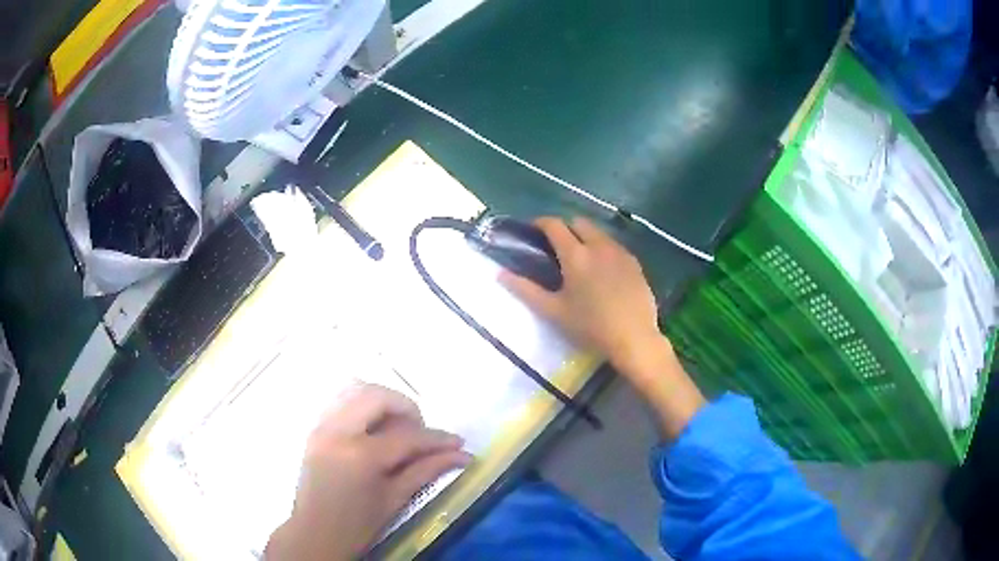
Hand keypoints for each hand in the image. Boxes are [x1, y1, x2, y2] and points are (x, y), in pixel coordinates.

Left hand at [266, 384, 470, 560]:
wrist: (315, 533)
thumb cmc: (358, 525)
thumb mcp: (395, 500)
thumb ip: (427, 470)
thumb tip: (462, 455)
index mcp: (360, 456)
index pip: (407, 435)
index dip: (436, 438)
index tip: (458, 442)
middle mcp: (338, 432)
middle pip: (377, 396)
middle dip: (406, 407)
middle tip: (419, 430)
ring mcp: (322, 426)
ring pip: (354, 390)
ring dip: (382, 402)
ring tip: (396, 427)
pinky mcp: (315, 429)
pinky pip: (340, 401)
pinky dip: (362, 405)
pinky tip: (374, 429)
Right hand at [499, 216, 659, 371]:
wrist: (633, 338)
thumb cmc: (590, 326)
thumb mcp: (553, 311)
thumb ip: (525, 290)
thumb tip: (500, 274)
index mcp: (575, 254)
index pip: (554, 225)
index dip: (540, 223)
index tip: (533, 230)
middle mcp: (598, 245)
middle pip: (579, 222)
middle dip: (565, 228)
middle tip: (557, 247)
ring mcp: (620, 252)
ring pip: (599, 232)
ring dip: (586, 237)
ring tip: (581, 259)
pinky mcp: (634, 262)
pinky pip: (615, 245)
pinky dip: (603, 249)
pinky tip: (603, 270)